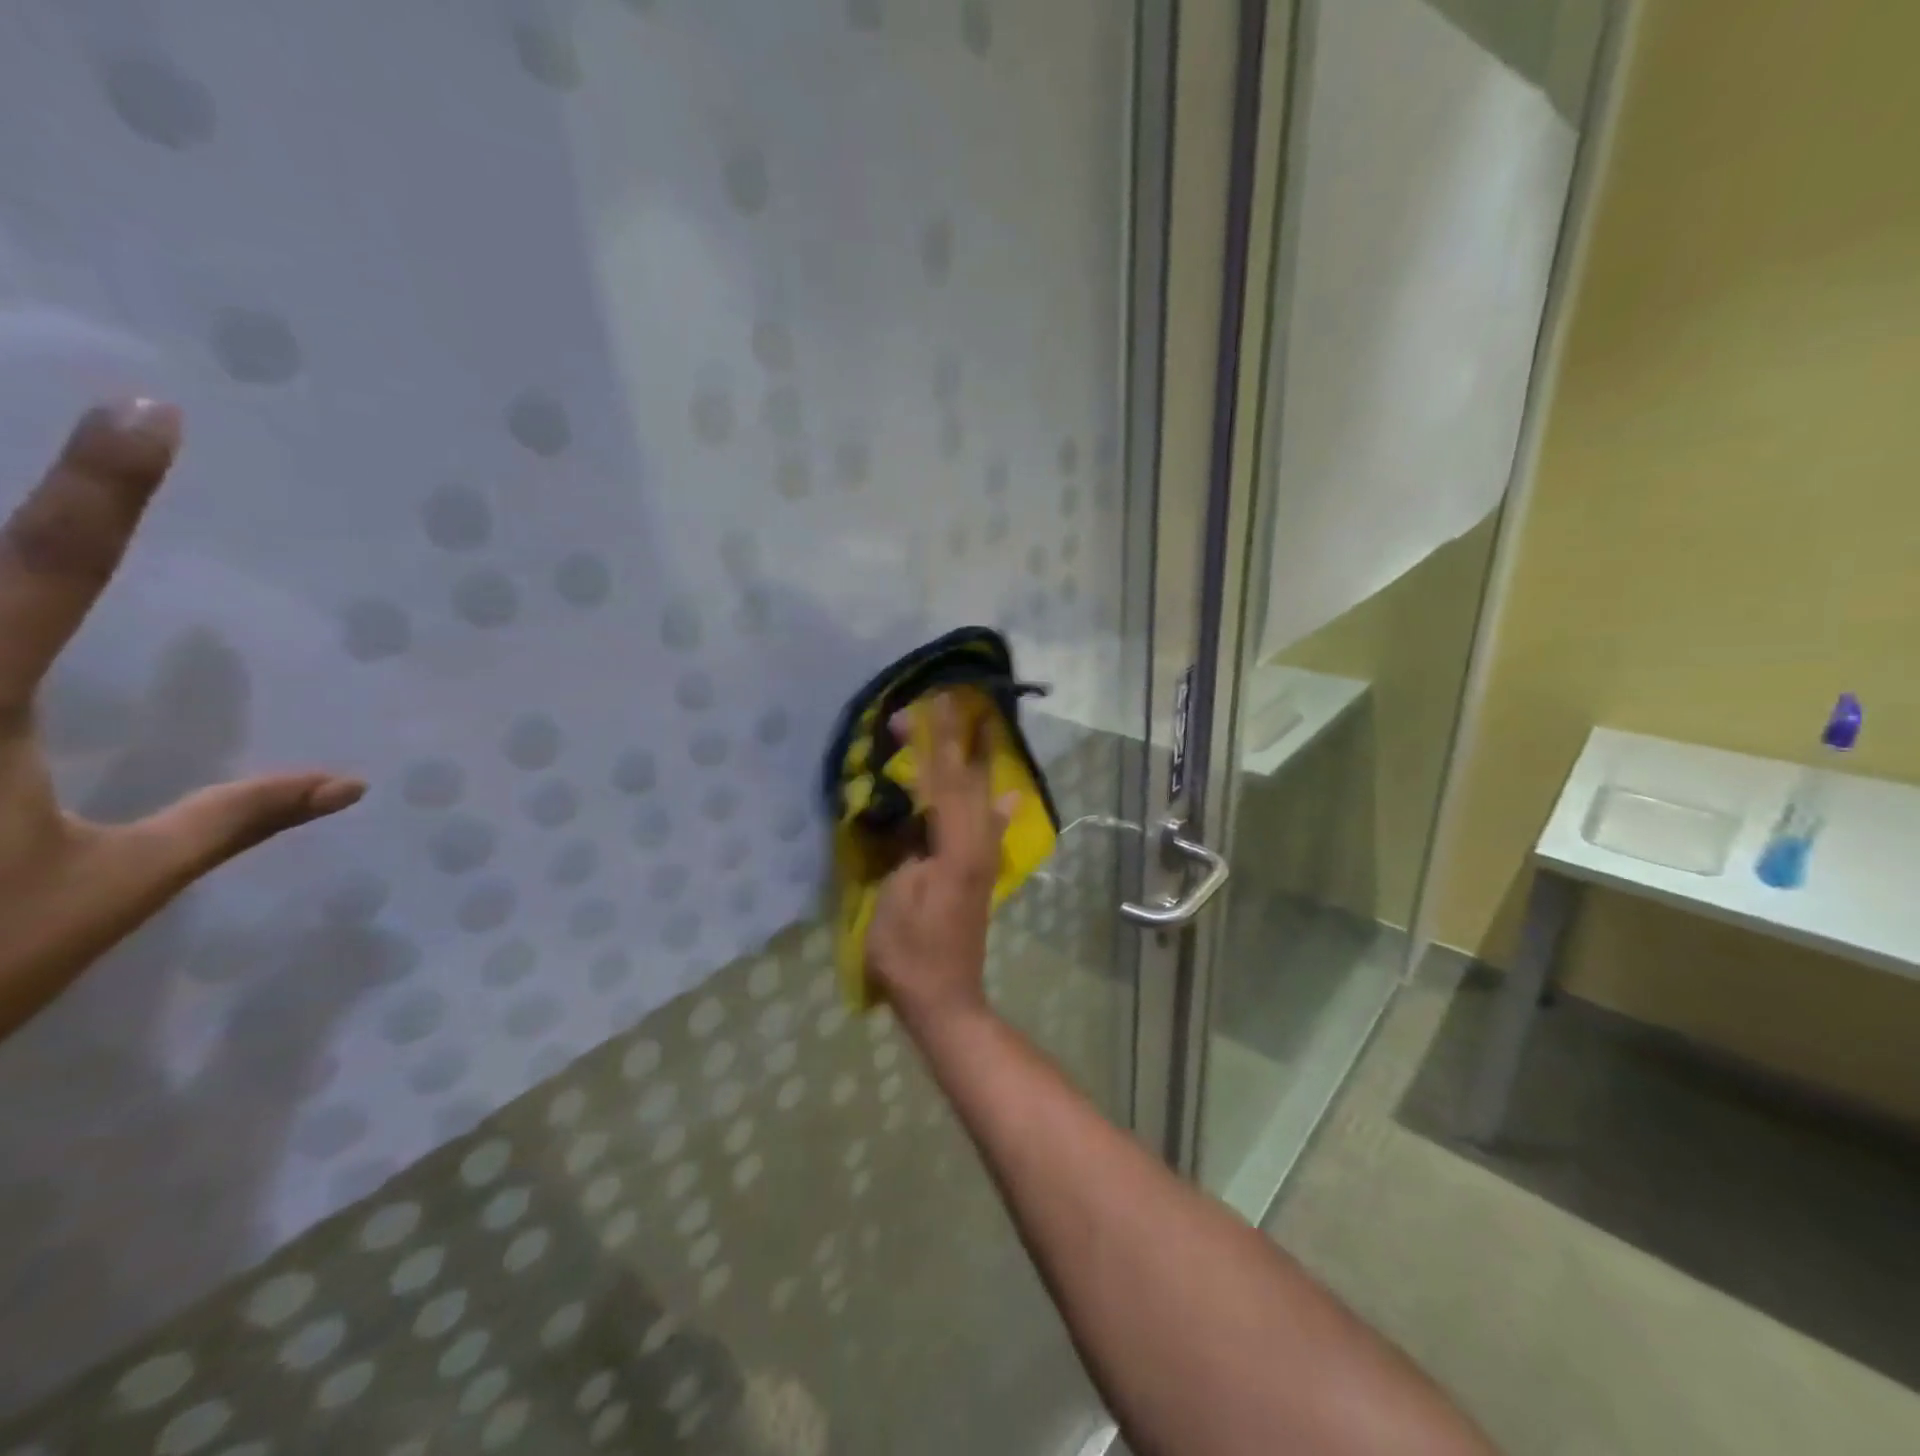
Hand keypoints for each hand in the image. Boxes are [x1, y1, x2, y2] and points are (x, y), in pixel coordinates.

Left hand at [0, 401, 364, 1039]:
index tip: (148, 411)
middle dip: (38, 488)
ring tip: (57, 509)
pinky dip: (3, 605)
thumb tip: (351, 782)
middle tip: (106, 411)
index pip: (53, 570)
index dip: (107, 489)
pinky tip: (23, 600)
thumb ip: (234, 818)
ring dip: (10, 554)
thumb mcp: (115, 884)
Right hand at [865, 691, 1015, 1033]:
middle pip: (966, 781)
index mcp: (954, 846)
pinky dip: (996, 806)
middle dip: (955, 740)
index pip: (942, 780)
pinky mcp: (980, 873)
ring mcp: (982, 859)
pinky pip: (990, 827)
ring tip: (982, 730)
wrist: (945, 999)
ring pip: (981, 798)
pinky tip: (1008, 795)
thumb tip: (916, 816)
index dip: (933, 741)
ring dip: (976, 762)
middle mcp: (976, 844)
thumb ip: (907, 848)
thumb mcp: (895, 896)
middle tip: (948, 703)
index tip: (927, 705)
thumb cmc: (909, 952)